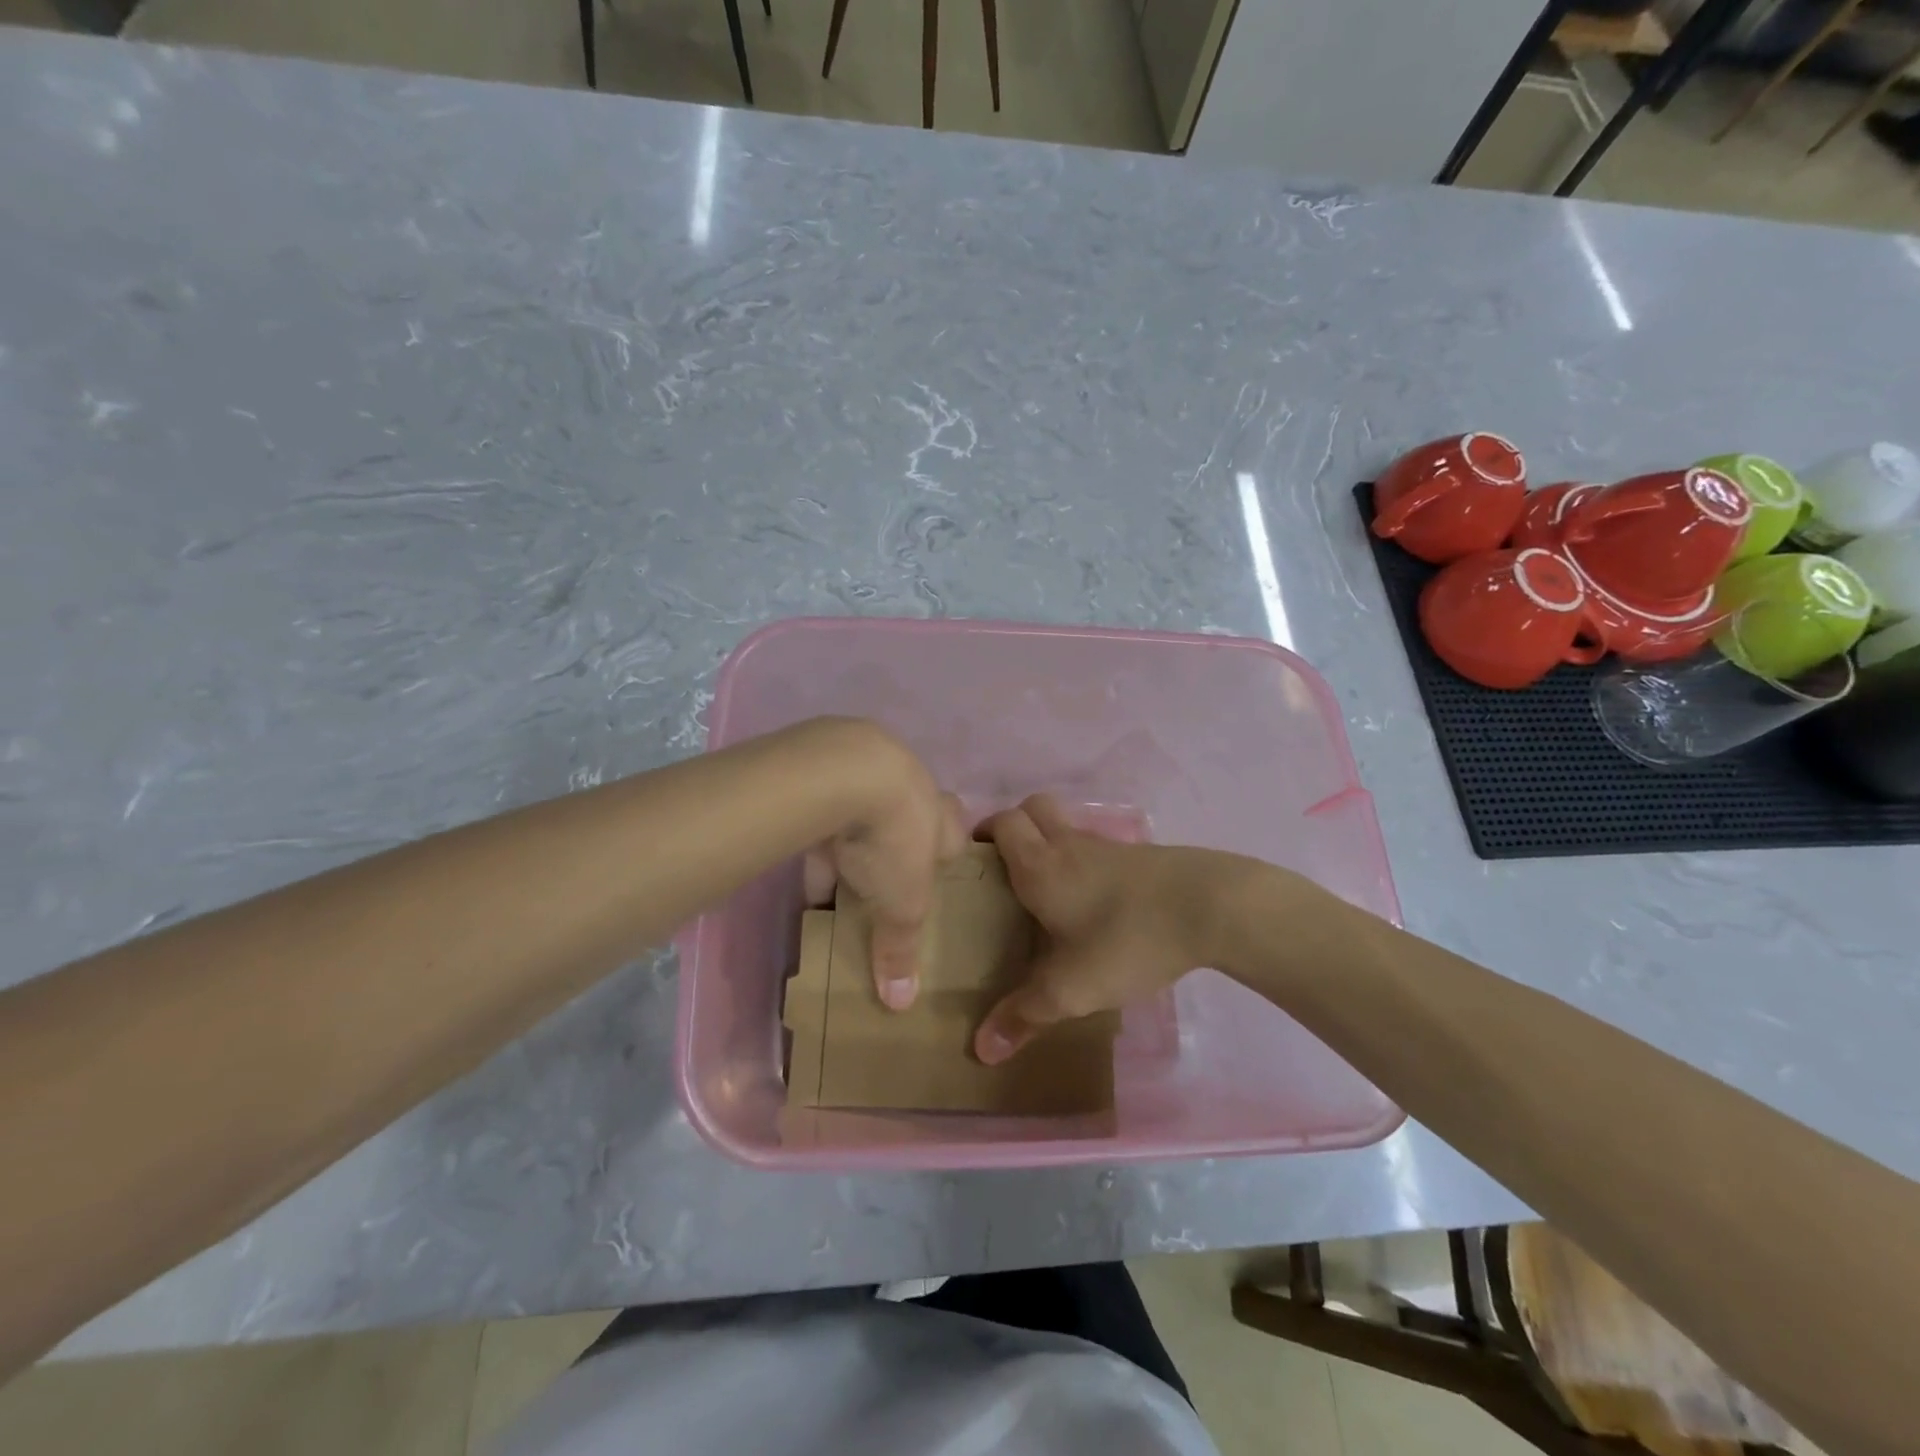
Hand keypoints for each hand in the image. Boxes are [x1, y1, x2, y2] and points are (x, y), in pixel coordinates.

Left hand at [797, 721, 965, 1009]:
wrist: (846, 772)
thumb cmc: (894, 839)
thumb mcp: (902, 905)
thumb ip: (901, 948)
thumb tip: (901, 1004)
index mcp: (942, 819)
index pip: (956, 834)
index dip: (945, 856)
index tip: (934, 878)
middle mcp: (913, 790)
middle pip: (913, 816)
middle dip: (901, 843)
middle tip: (887, 875)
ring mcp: (870, 771)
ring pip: (867, 812)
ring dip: (856, 841)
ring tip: (841, 878)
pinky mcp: (829, 767)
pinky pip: (827, 812)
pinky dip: (820, 838)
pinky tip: (806, 865)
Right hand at [972, 794, 1237, 1064]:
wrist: (1211, 906)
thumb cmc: (1127, 938)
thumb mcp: (1072, 987)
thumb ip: (1025, 1015)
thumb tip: (981, 1049)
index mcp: (1041, 864)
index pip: (1002, 822)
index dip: (982, 833)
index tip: (972, 862)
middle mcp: (1069, 844)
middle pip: (1032, 808)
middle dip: (1014, 828)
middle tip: (1005, 868)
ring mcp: (1108, 846)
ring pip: (1067, 826)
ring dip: (1050, 843)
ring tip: (1047, 891)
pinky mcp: (1141, 856)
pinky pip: (1098, 847)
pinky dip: (1085, 861)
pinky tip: (1095, 904)